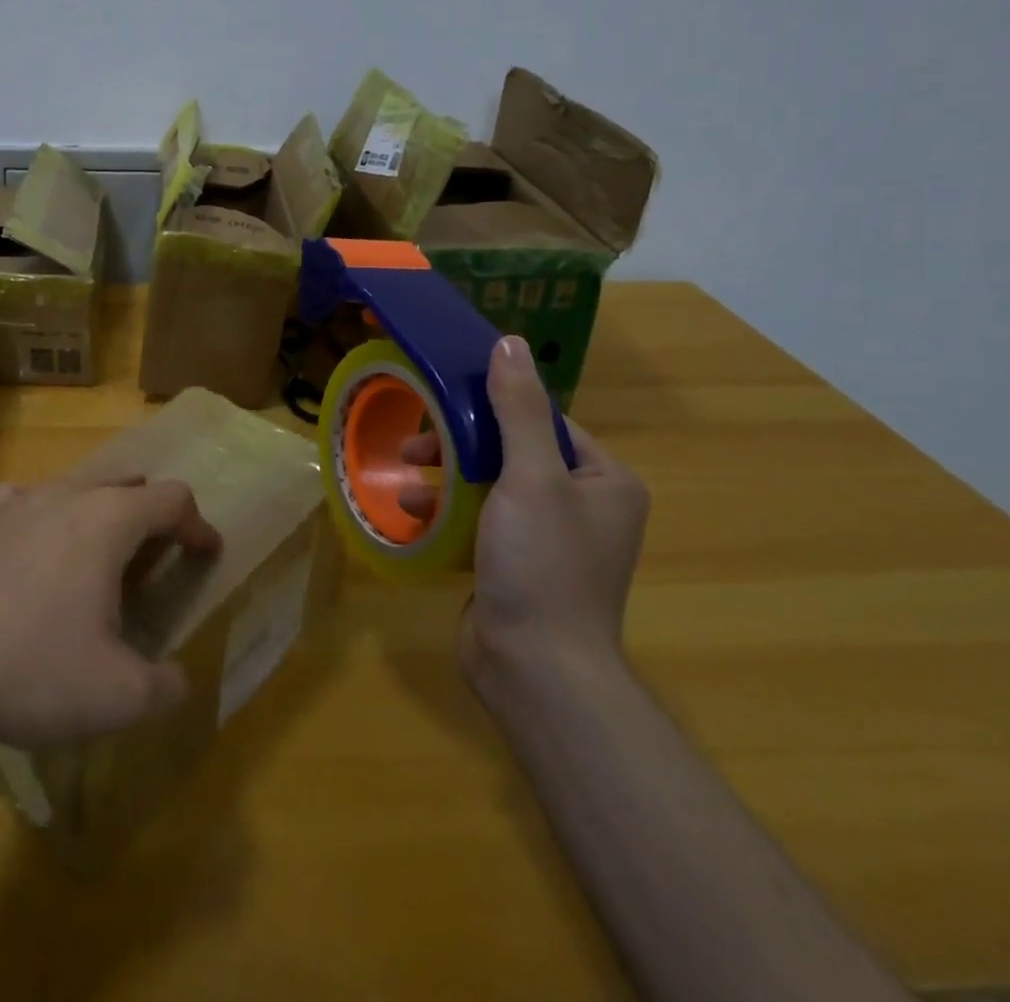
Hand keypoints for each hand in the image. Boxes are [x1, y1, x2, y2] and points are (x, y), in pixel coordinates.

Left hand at [0, 478, 221, 750]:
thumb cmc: (29, 672)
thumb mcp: (117, 697)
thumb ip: (165, 687)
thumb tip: (178, 681)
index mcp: (107, 520)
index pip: (172, 499)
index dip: (198, 525)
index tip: (207, 554)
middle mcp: (64, 496)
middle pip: (125, 484)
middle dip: (150, 515)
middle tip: (155, 557)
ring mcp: (12, 505)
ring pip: (72, 489)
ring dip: (98, 514)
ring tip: (96, 557)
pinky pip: (22, 506)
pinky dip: (42, 521)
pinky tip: (30, 551)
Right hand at [397, 335, 648, 696]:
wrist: (535, 669)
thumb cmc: (541, 563)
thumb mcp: (530, 477)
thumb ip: (517, 409)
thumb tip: (508, 342)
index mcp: (604, 480)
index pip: (544, 422)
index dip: (493, 408)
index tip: (445, 404)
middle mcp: (584, 506)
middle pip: (512, 452)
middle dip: (460, 447)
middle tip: (415, 445)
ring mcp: (549, 539)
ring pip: (490, 486)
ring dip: (446, 478)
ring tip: (405, 479)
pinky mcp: (517, 566)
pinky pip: (480, 521)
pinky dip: (447, 513)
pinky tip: (412, 513)